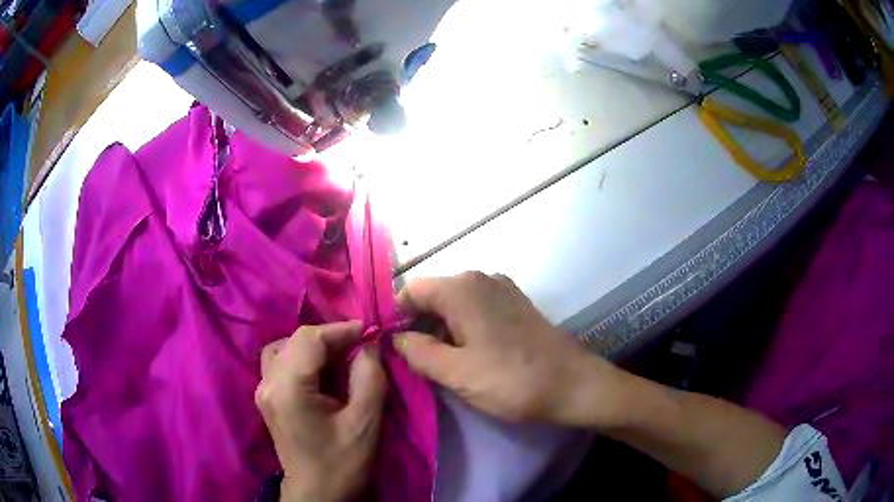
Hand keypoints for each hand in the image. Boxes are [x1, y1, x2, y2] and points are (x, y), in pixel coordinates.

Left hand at [255, 322, 385, 501]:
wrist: (317, 494)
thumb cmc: (342, 463)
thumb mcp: (364, 423)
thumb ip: (369, 377)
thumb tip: (369, 346)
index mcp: (289, 388)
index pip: (310, 339)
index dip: (341, 329)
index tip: (370, 332)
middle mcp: (268, 383)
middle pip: (295, 340)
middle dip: (329, 338)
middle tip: (360, 346)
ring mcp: (263, 390)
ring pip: (284, 348)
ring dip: (313, 347)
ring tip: (340, 357)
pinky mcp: (267, 398)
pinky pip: (281, 362)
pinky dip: (302, 358)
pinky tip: (322, 372)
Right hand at [395, 272, 626, 426]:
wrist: (573, 384)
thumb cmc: (511, 380)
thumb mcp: (455, 373)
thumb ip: (417, 352)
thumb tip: (396, 337)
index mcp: (461, 288)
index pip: (410, 290)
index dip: (395, 316)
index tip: (392, 346)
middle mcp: (480, 277)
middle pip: (433, 294)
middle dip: (418, 324)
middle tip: (414, 360)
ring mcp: (501, 288)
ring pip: (454, 302)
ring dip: (440, 328)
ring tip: (441, 362)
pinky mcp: (516, 303)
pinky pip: (476, 307)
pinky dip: (463, 326)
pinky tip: (469, 353)